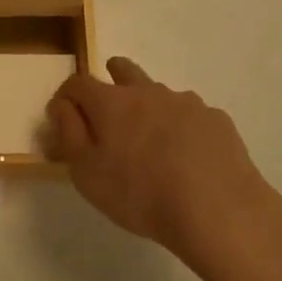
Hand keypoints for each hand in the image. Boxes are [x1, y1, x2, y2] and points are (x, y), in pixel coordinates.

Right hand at [46, 56, 281, 263]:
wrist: (219, 210)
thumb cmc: (141, 194)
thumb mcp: (87, 173)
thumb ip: (69, 133)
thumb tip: (62, 106)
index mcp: (111, 102)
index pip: (78, 82)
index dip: (66, 96)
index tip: (63, 115)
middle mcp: (147, 91)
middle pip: (123, 70)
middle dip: (110, 78)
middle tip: (109, 106)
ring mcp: (186, 102)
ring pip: (159, 93)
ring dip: (149, 107)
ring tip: (152, 142)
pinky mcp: (216, 119)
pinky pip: (191, 115)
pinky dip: (182, 128)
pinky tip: (188, 157)